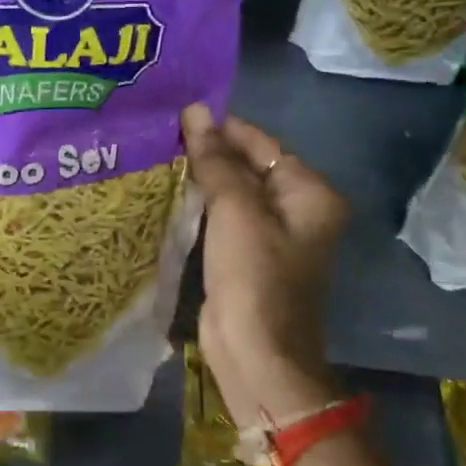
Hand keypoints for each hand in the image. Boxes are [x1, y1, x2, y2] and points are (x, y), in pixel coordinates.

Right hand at [181, 104, 349, 424]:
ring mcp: (271, 235)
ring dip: (200, 177)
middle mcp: (297, 209)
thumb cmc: (254, 278)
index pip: (262, 144)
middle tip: (160, 132)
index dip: (222, 127)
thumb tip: (196, 113)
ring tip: (157, 154)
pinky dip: (199, 204)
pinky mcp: (246, 257)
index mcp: (309, 193)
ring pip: (232, 192)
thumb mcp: (236, 212)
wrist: (256, 354)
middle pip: (248, 166)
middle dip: (208, 151)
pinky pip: (222, 218)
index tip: (177, 112)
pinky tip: (167, 191)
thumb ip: (216, 161)